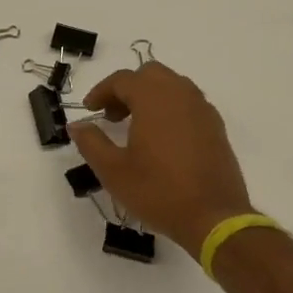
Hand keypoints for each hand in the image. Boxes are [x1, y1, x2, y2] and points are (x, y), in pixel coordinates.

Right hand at [69, 62, 253, 259]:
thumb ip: (91, 142)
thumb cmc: (158, 191)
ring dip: (150, 96)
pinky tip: (162, 139)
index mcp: (153, 98)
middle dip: (127, 89)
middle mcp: (181, 94)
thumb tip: (77, 125)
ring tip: (136, 127)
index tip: (89, 111)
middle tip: (113, 116)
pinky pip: (188, 103)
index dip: (101, 91)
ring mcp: (202, 109)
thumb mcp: (113, 171)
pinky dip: (170, 109)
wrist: (214, 217)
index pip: (122, 79)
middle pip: (150, 74)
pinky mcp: (216, 127)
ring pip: (172, 86)